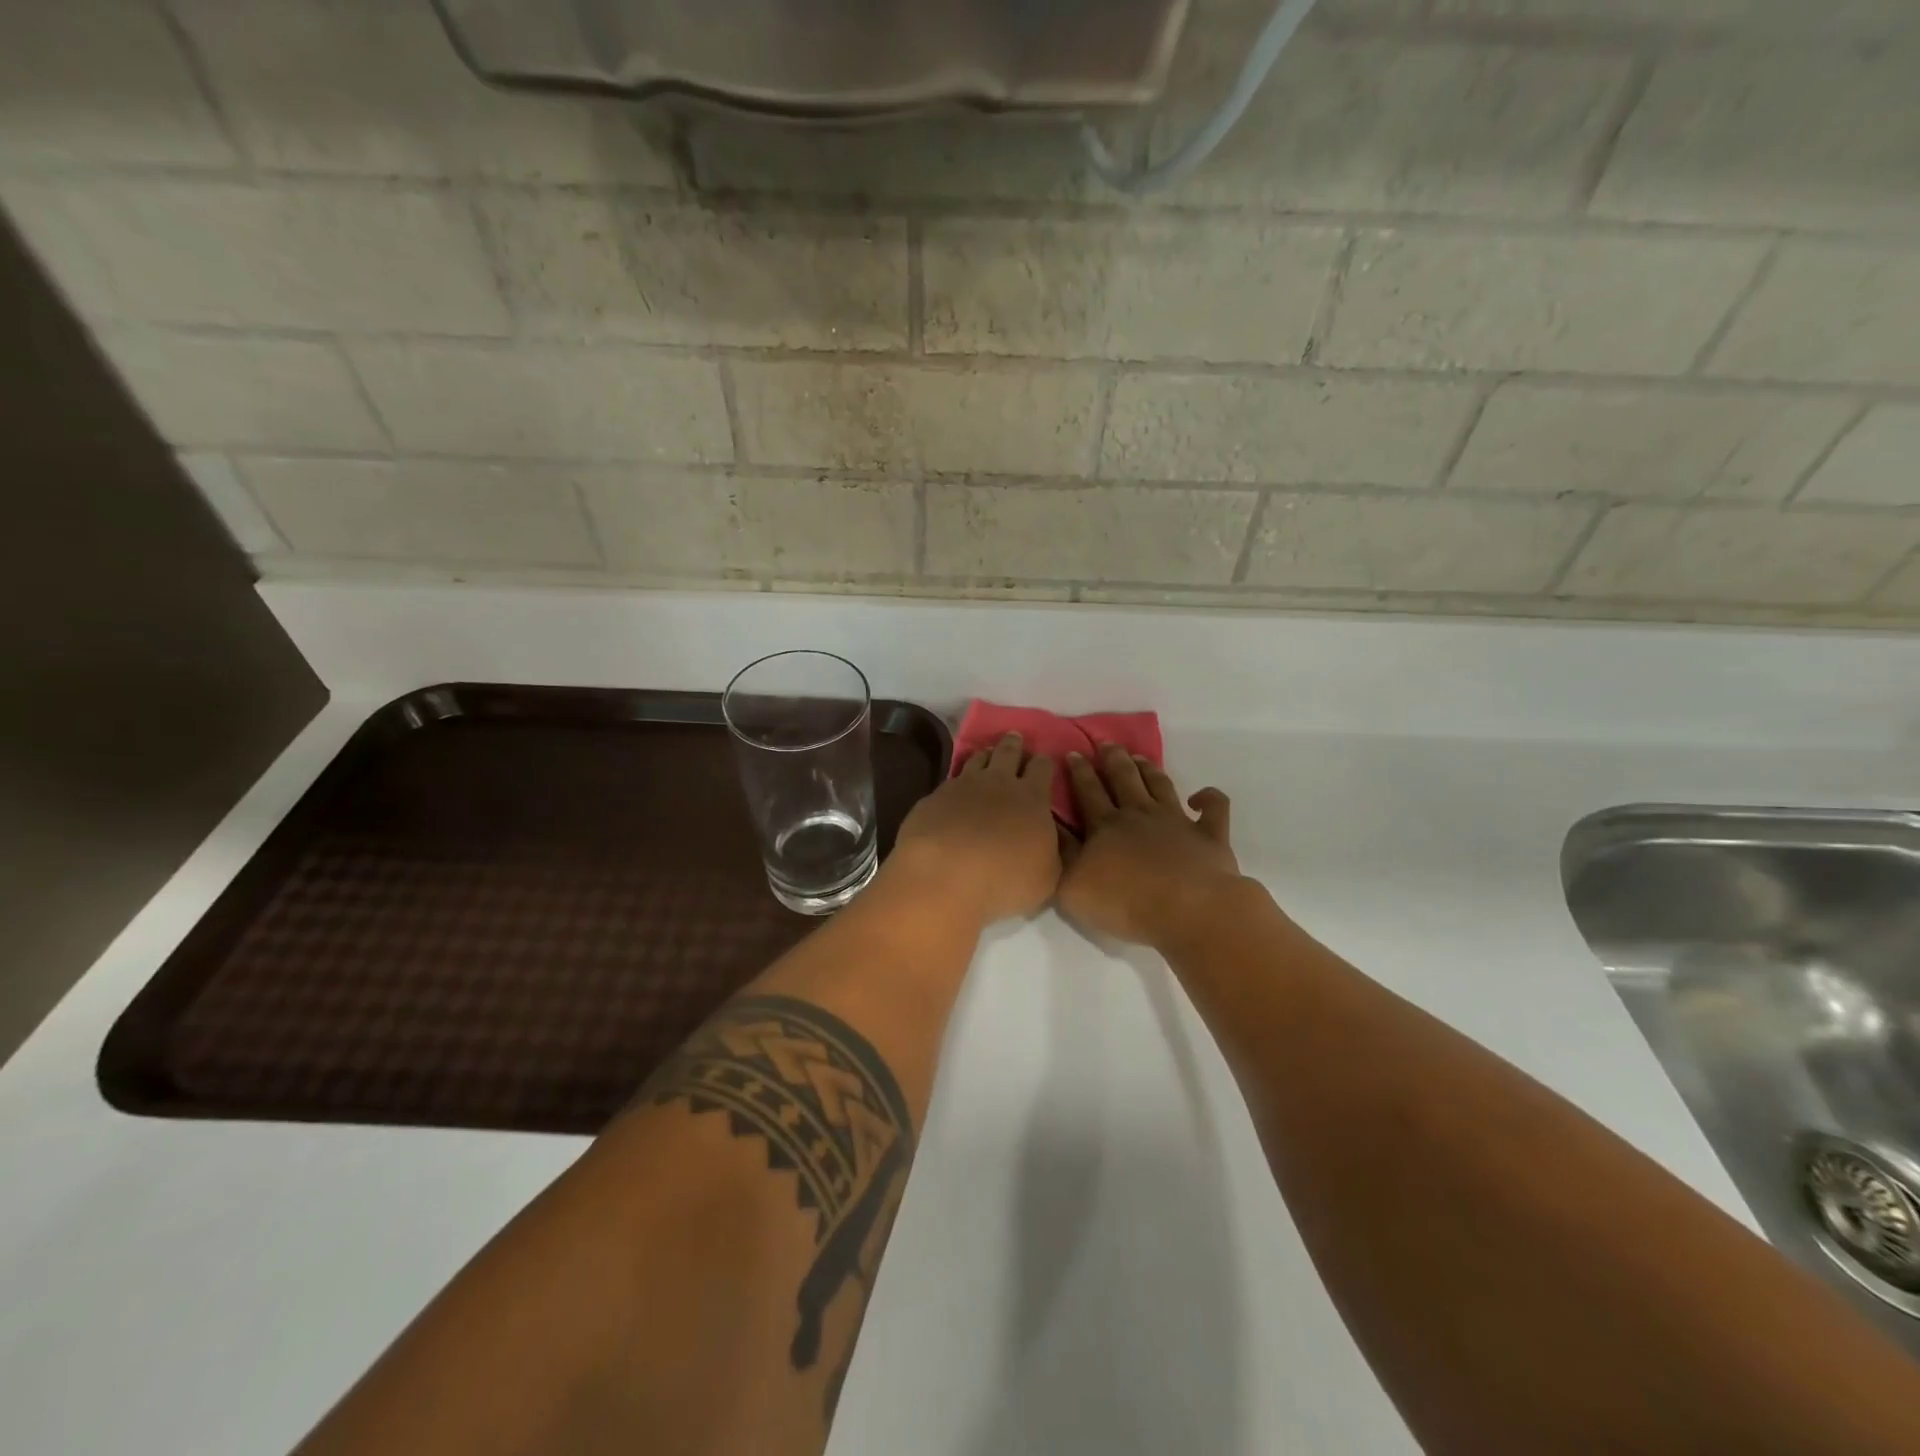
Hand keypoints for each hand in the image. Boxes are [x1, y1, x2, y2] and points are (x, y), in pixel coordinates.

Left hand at [889, 733, 1061, 926]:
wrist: (944, 875)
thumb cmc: (1005, 879)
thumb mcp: (1048, 876)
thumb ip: (1055, 853)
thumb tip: (1059, 839)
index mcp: (1032, 798)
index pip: (1042, 768)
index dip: (1044, 762)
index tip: (1044, 759)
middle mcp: (999, 782)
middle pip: (1008, 752)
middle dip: (1014, 744)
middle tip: (1015, 737)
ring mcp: (963, 785)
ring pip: (977, 759)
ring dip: (985, 755)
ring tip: (987, 754)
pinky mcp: (934, 797)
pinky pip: (951, 779)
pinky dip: (958, 778)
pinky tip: (956, 786)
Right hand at [1058, 744, 1242, 949]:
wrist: (1188, 911)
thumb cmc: (1125, 902)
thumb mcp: (1072, 885)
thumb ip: (1060, 853)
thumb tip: (1050, 825)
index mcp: (1105, 825)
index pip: (1088, 791)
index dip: (1079, 771)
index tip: (1073, 753)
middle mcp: (1140, 814)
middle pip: (1124, 778)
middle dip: (1113, 759)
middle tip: (1106, 744)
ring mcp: (1177, 821)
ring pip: (1161, 785)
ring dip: (1150, 769)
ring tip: (1140, 757)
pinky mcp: (1209, 835)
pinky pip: (1214, 808)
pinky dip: (1209, 798)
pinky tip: (1199, 797)